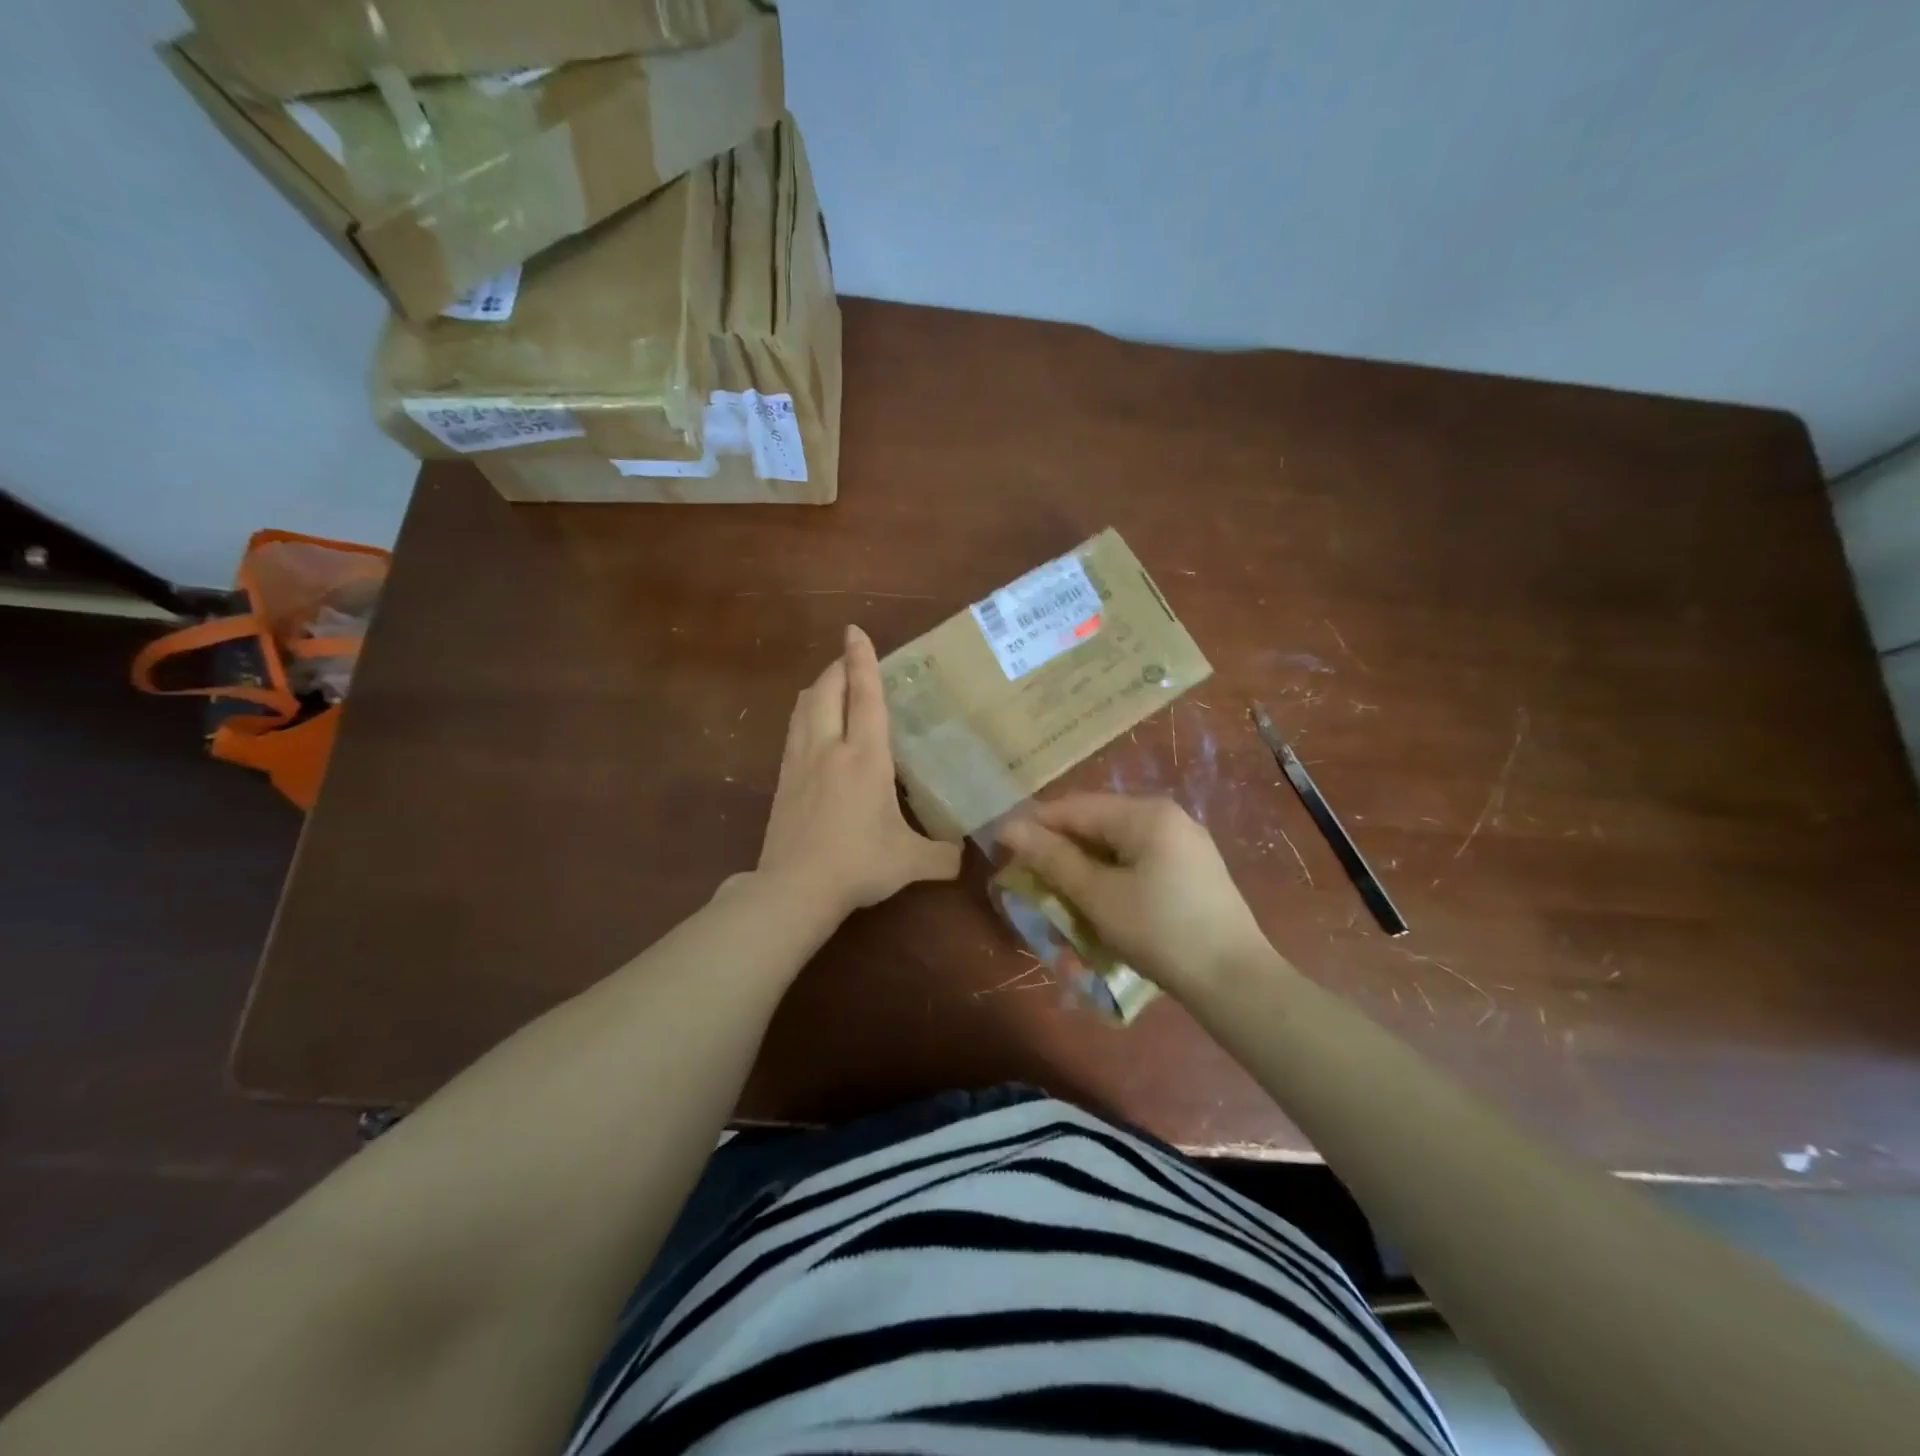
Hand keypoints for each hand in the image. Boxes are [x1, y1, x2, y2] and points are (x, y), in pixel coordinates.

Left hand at [756, 625, 962, 918]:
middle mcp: (829, 748)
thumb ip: (944, 856)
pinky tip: (813, 727)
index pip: (864, 696)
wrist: (795, 888)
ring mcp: (800, 761)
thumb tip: (967, 855)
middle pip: (827, 689)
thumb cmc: (858, 864)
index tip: (855, 630)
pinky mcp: (783, 779)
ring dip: (819, 687)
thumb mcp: (911, 862)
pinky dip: (806, 714)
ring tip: (833, 685)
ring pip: (805, 706)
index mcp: (865, 757)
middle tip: (853, 660)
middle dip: (839, 666)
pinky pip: (793, 730)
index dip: (862, 660)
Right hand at [1000, 794, 1273, 992]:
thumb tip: (1009, 828)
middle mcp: (1167, 818)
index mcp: (1146, 814)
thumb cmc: (1160, 932)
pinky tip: (1098, 902)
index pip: (1075, 807)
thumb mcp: (1099, 896)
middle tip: (1028, 877)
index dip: (1035, 825)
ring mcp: (1184, 844)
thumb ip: (1053, 859)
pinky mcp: (1192, 870)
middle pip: (1097, 823)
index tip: (1001, 847)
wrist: (1235, 981)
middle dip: (1060, 849)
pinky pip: (1138, 861)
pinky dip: (1111, 877)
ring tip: (1058, 894)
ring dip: (1084, 867)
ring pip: (1116, 845)